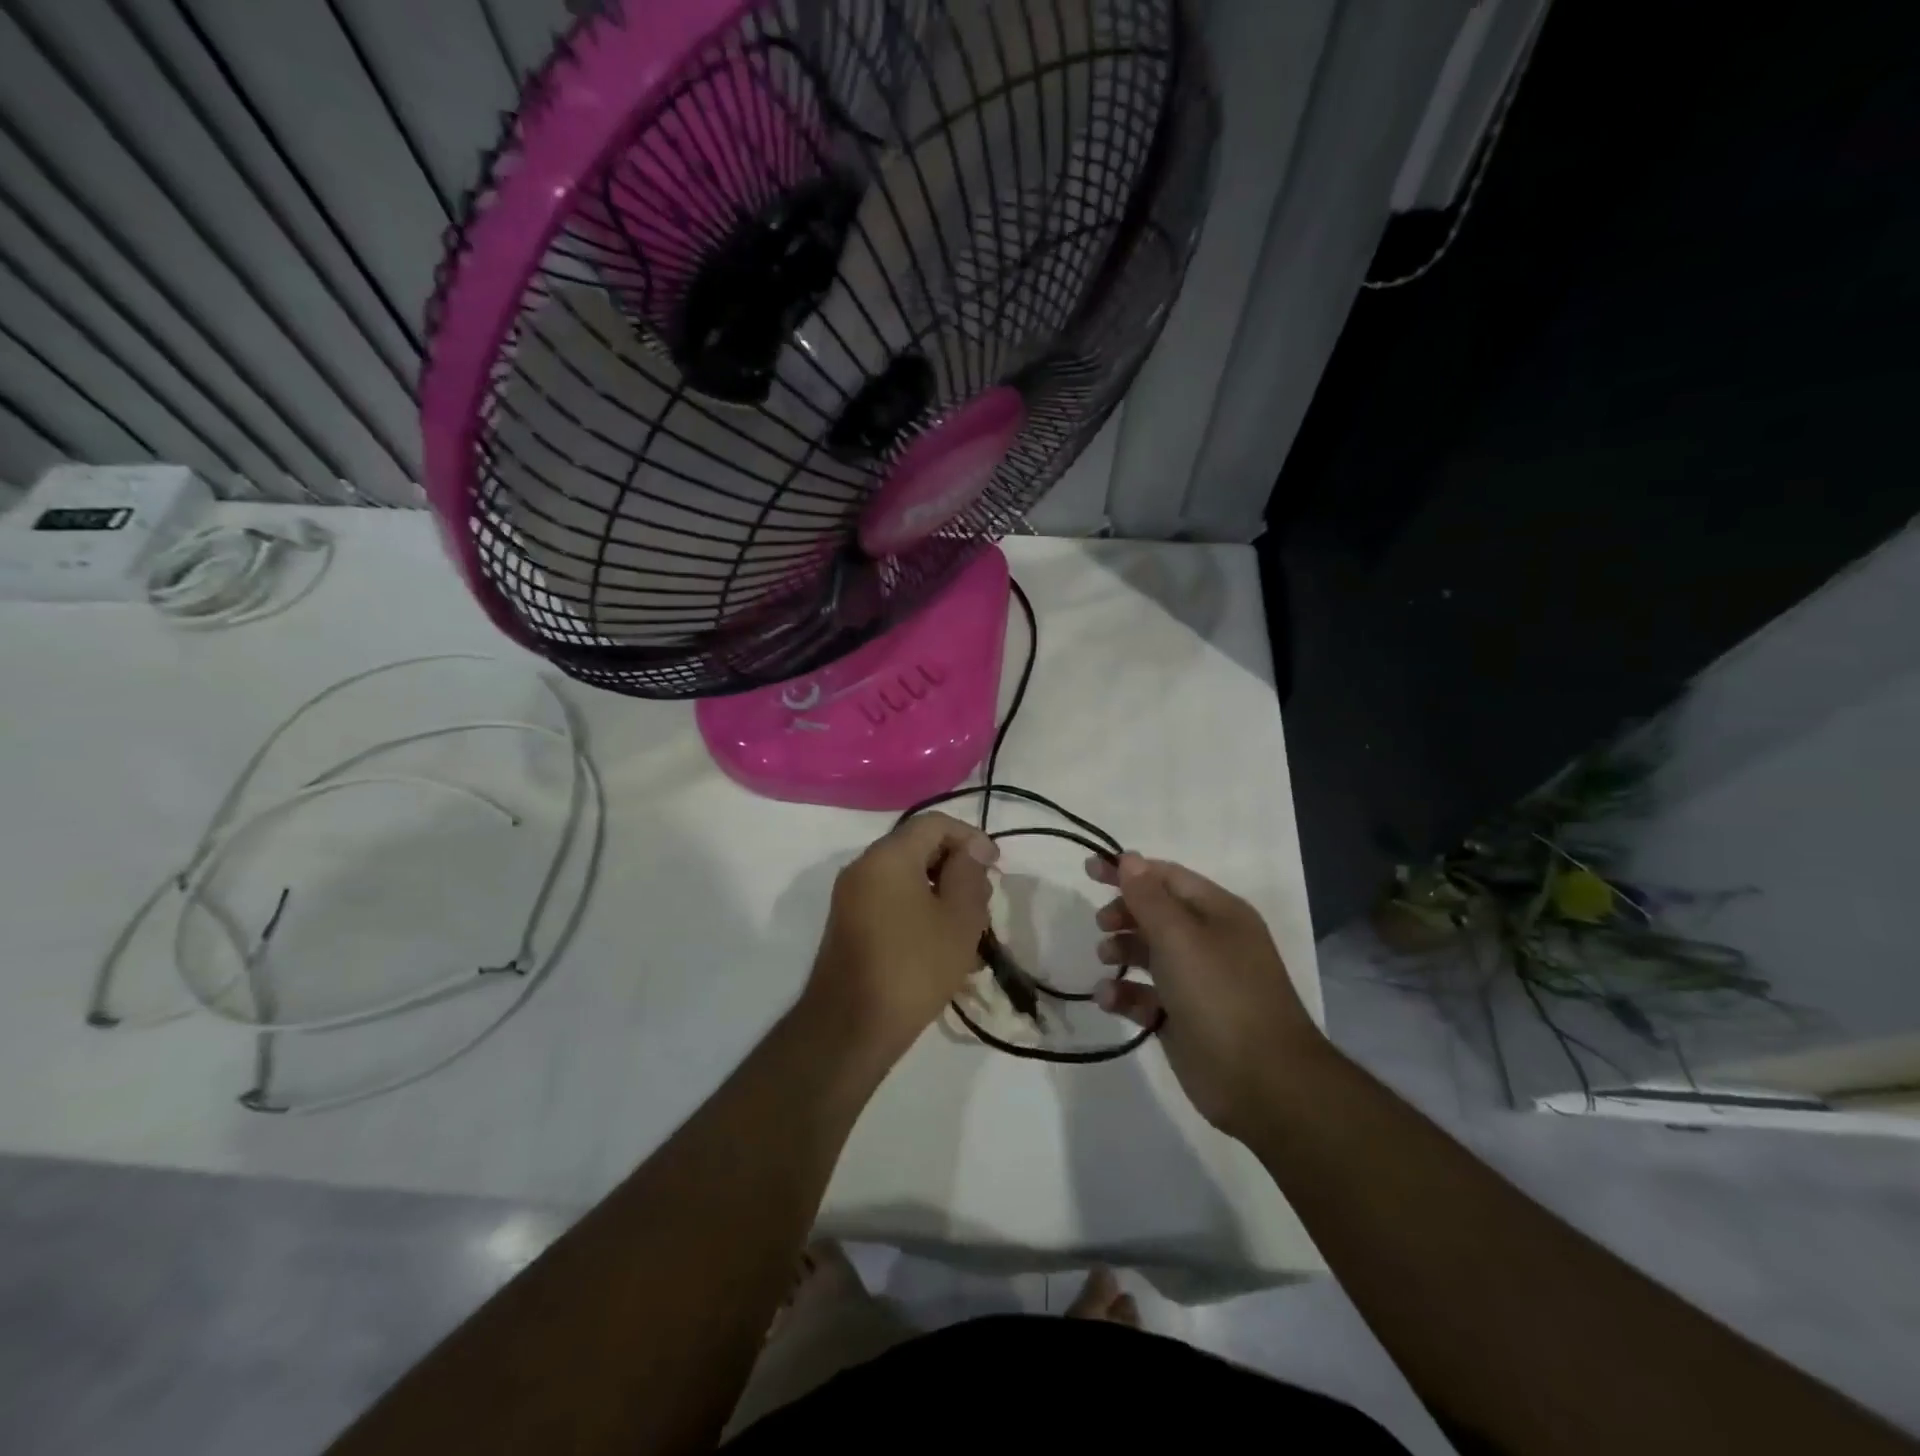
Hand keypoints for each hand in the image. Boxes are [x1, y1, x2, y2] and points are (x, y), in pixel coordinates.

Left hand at [803, 813, 998, 1061]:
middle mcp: (863, 867)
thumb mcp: (959, 919)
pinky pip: (890, 901)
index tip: (995, 867)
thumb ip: (969, 874)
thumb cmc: (913, 968)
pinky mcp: (849, 924)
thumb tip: (972, 849)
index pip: (934, 824)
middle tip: (983, 901)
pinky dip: (919, 910)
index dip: (970, 837)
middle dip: (956, 868)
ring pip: (906, 878)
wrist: (850, 1028)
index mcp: (888, 856)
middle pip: (917, 848)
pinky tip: (942, 946)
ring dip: (940, 893)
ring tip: (968, 930)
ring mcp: (851, 896)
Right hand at [1089, 853, 1324, 1138]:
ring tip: (1105, 959)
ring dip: (1122, 952)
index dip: (1128, 870)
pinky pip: (1147, 996)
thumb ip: (1149, 897)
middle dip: (1125, 913)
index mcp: (1218, 912)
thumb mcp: (1179, 938)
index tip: (1089, 871)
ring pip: (1150, 954)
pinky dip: (1126, 994)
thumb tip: (1129, 858)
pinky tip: (1109, 1000)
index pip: (1167, 877)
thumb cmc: (1220, 995)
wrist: (1264, 1083)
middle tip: (1101, 924)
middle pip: (1157, 913)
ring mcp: (1198, 982)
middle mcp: (1210, 941)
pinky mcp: (1184, 1018)